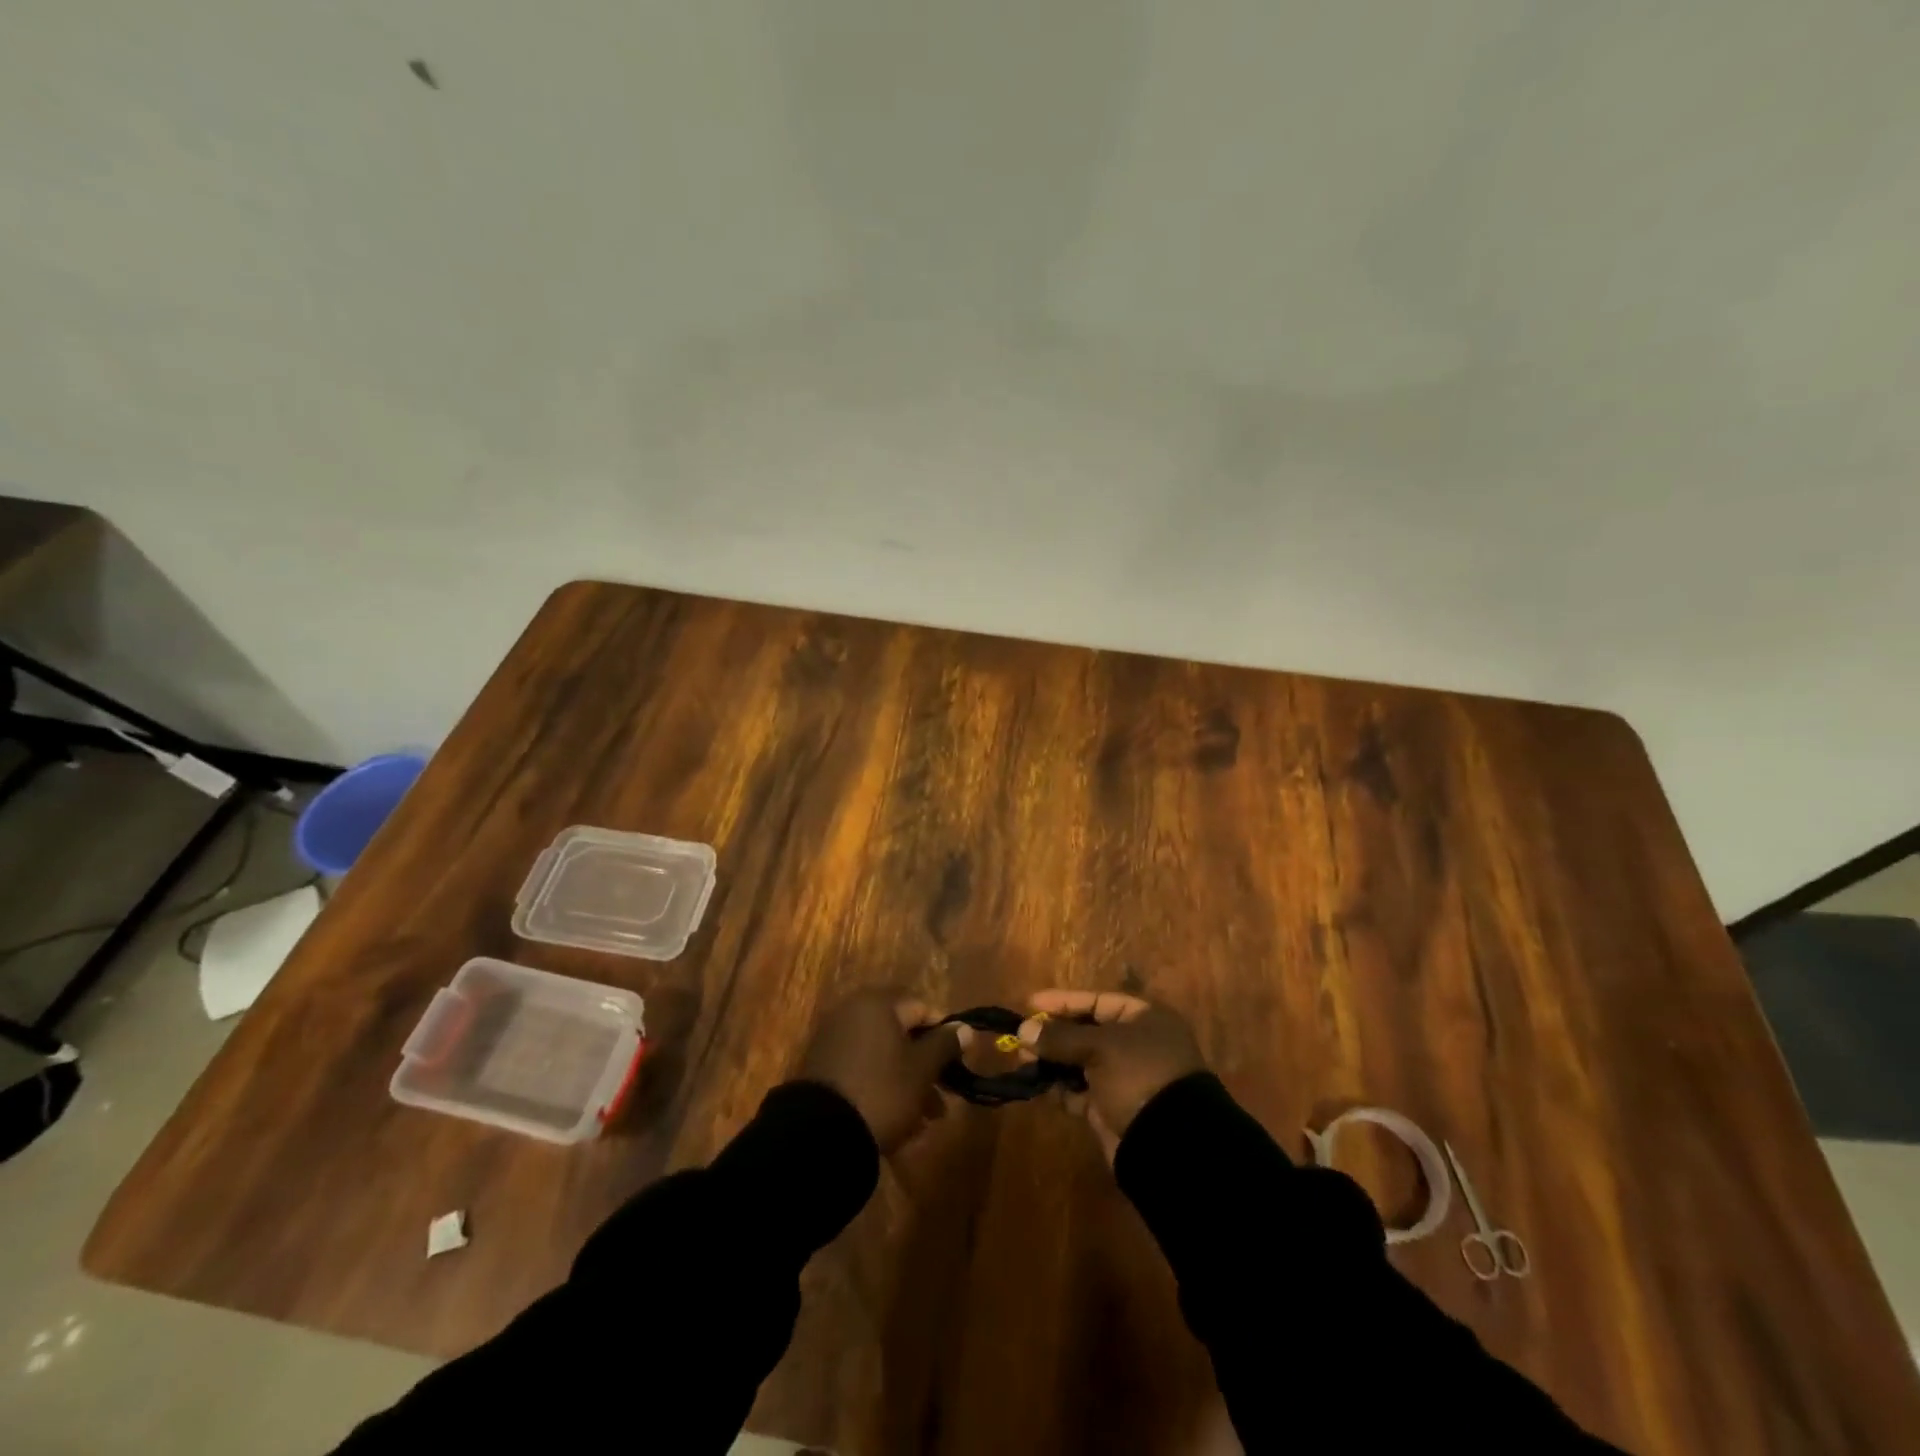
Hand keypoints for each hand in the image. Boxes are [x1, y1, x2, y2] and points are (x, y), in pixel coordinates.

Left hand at [799, 992, 968, 1152]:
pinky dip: (881, 1089)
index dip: (945, 1035)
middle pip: (902, 1034)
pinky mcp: (822, 1068)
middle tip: (943, 1100)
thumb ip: (945, 1044)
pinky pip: (862, 1071)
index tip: (958, 1065)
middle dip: (925, 1067)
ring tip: (924, 1122)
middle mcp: (852, 1012)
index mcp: (877, 1003)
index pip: (922, 1008)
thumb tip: (965, 1027)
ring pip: (883, 1057)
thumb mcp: (922, 1069)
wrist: (819, 1133)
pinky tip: (896, 1124)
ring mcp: (834, 1040)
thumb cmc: (882, 1091)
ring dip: (907, 1084)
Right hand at [1017, 990, 1205, 1160]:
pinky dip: (1062, 1089)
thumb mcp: (1100, 1047)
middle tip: (1021, 1039)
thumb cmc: (1138, 1075)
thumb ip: (1060, 1037)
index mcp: (1143, 1018)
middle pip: (1086, 1031)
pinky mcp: (1114, 1107)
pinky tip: (1040, 1087)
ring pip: (1081, 1062)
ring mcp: (1125, 1077)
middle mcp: (1136, 1044)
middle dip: (1053, 1035)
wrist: (1169, 1143)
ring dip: (1053, 1062)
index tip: (1029, 1004)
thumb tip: (1023, 1030)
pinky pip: (1081, 1091)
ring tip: (1024, 1062)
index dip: (1062, 1002)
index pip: (1096, 1001)